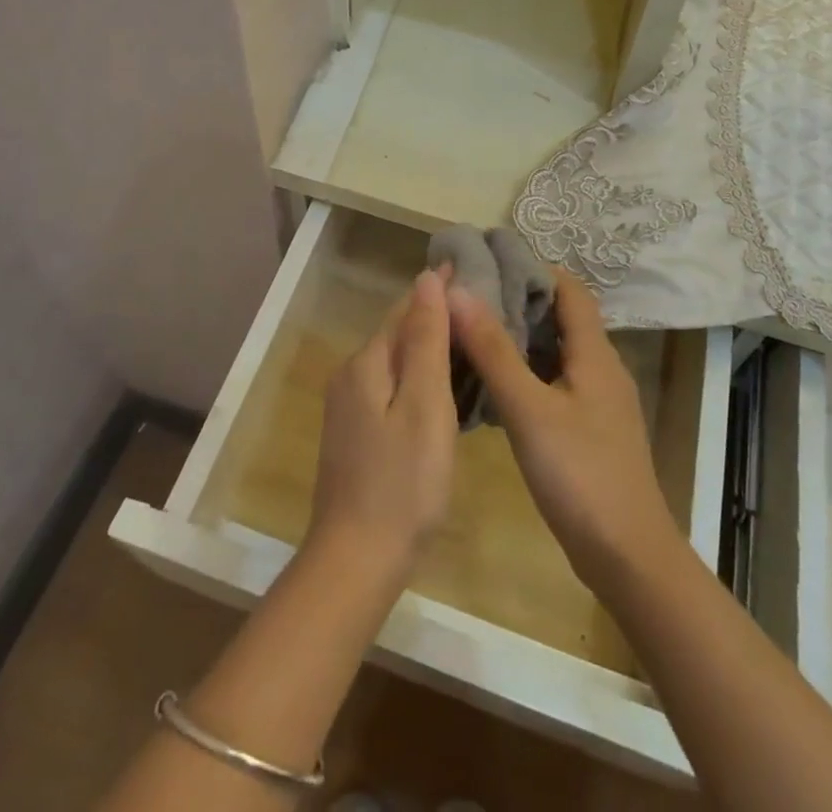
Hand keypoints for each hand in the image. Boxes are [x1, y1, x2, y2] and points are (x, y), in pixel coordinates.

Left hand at [306, 268, 457, 592]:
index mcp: (367, 363)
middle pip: (397, 332)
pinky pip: (391, 387)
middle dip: (434, 315)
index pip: (406, 309)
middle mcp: (351, 375)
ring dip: (428, 345)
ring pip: (394, 361)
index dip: (438, 290)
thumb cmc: (402, 483)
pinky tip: (443, 387)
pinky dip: (418, 376)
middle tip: (482, 305)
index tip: (472, 270)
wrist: (355, 561)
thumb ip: (424, 340)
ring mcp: (348, 407)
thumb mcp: (423, 405)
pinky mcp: (355, 434)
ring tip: (470, 339)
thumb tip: (426, 279)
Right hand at [450, 269, 685, 597]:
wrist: (628, 557)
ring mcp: (599, 402)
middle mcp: (602, 368)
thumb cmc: (580, 475)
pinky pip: (556, 382)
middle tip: (471, 295)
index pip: (570, 289)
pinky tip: (494, 384)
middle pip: (562, 318)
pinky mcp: (591, 429)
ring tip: (473, 331)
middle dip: (520, 300)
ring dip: (521, 337)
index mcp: (595, 354)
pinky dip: (527, 371)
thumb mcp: (529, 409)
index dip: (534, 268)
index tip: (490, 261)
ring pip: (557, 352)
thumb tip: (458, 291)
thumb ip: (493, 351)